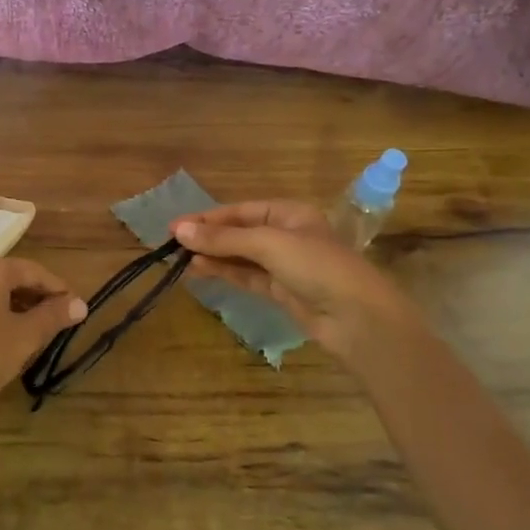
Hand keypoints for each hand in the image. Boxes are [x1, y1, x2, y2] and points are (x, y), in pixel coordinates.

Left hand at [0, 256, 85, 453]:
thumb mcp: (24, 338)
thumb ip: (53, 316)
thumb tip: (80, 304)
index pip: (32, 270)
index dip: (57, 288)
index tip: (75, 306)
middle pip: (7, 276)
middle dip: (34, 295)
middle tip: (56, 318)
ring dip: (12, 305)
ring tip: (31, 330)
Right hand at [171, 200, 425, 362]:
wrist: (357, 318)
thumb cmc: (317, 267)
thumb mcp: (269, 245)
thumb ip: (224, 238)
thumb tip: (180, 230)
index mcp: (290, 213)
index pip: (240, 210)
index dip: (207, 218)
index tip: (175, 227)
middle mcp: (287, 234)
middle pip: (239, 232)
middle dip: (208, 237)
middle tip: (172, 244)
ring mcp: (285, 264)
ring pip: (241, 256)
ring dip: (213, 256)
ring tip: (180, 259)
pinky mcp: (282, 291)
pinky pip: (247, 276)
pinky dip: (225, 273)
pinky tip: (201, 271)